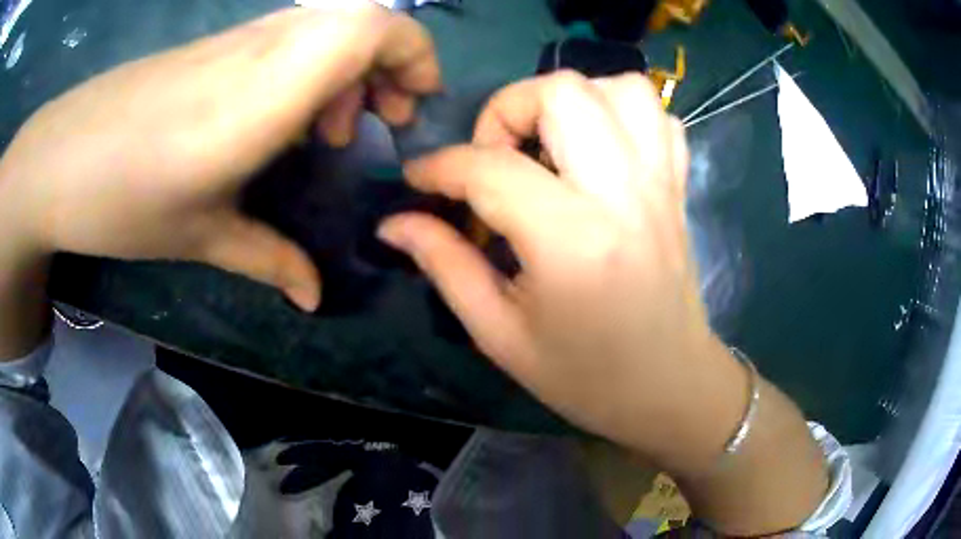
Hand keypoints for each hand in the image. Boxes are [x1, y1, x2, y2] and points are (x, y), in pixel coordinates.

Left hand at [0, 5, 439, 311]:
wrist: (58, 159)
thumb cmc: (122, 199)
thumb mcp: (199, 237)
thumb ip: (269, 260)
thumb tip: (314, 296)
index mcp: (264, 93)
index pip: (371, 26)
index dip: (414, 53)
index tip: (413, 106)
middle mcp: (260, 48)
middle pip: (361, 15)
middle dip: (392, 63)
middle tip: (375, 123)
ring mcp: (236, 40)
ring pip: (328, 23)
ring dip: (350, 67)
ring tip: (328, 129)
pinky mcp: (216, 45)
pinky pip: (290, 35)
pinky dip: (312, 66)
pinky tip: (281, 117)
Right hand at [379, 71, 747, 471]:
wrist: (668, 388)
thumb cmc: (584, 377)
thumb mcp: (499, 334)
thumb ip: (445, 264)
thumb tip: (394, 223)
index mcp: (571, 240)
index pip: (489, 168)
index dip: (439, 167)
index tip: (417, 180)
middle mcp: (623, 193)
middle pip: (563, 92)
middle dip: (508, 108)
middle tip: (493, 157)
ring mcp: (660, 184)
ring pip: (621, 88)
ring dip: (571, 100)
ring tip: (549, 143)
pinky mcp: (678, 187)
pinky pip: (657, 116)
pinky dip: (621, 113)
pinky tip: (599, 150)